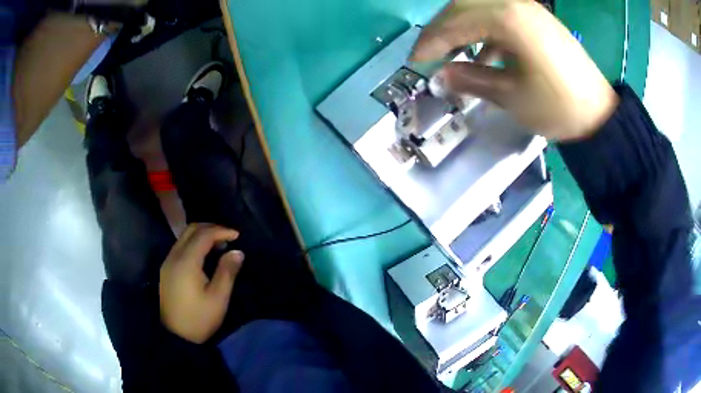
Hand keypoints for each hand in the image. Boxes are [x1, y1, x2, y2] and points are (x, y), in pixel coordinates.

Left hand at [159, 223, 243, 343]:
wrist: (176, 335)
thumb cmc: (199, 318)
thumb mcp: (218, 298)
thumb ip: (227, 271)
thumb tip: (237, 251)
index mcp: (186, 262)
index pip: (203, 235)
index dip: (221, 230)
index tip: (237, 235)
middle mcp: (174, 256)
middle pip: (191, 230)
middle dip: (210, 228)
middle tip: (228, 236)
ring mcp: (167, 262)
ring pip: (184, 237)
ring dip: (201, 235)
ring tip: (219, 245)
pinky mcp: (166, 269)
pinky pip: (180, 246)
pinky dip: (193, 243)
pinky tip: (204, 255)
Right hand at [411, 1, 618, 140]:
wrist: (600, 115)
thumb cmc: (558, 108)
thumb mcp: (511, 96)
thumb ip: (472, 80)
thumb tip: (442, 76)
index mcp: (508, 19)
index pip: (456, 21)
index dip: (432, 40)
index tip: (415, 60)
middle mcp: (516, 3)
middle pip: (464, 5)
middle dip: (442, 28)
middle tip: (431, 53)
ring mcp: (529, 8)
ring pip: (481, 6)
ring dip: (462, 25)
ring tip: (454, 52)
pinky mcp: (538, 17)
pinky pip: (501, 13)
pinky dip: (485, 29)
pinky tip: (485, 52)